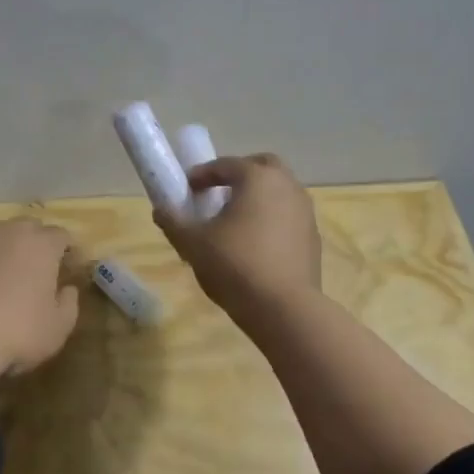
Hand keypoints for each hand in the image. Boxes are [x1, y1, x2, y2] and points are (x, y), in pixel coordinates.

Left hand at [0, 218, 80, 407]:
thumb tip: (68, 289)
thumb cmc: (14, 333)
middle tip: (33, 273)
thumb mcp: (56, 329)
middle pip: (26, 230)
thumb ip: (68, 304)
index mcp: (40, 245)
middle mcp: (5, 231)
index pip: (61, 236)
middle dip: (32, 246)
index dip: (67, 252)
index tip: (68, 269)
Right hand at [156, 154, 321, 327]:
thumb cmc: (235, 265)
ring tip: (234, 221)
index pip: (226, 164)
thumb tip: (160, 210)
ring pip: (279, 191)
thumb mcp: (193, 244)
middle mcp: (287, 186)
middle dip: (239, 174)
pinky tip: (255, 244)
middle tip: (217, 193)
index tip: (187, 188)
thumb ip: (174, 222)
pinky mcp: (313, 237)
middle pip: (262, 166)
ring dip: (257, 197)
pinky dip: (271, 219)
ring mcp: (305, 212)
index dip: (203, 174)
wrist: (284, 308)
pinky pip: (288, 216)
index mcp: (258, 178)